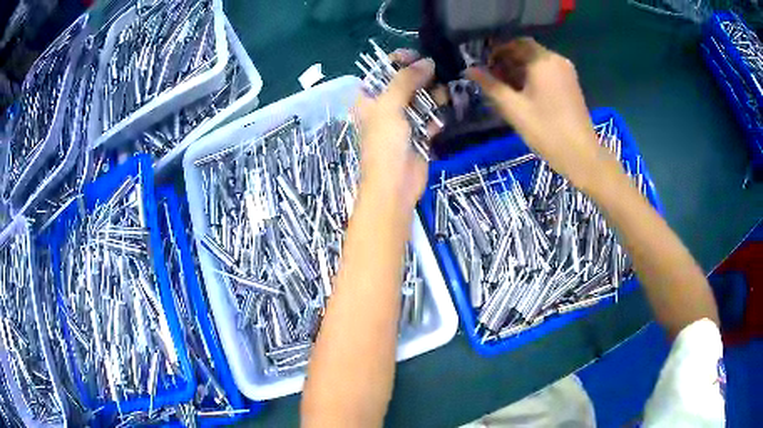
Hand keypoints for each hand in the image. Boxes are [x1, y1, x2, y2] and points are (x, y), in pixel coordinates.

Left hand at [355, 52, 435, 209]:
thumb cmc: (385, 143)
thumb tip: (427, 61)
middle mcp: (385, 106)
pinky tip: (450, 105)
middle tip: (441, 70)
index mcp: (370, 98)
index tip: (420, 56)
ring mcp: (403, 121)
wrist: (395, 185)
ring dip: (434, 93)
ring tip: (448, 88)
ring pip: (421, 99)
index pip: (383, 70)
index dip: (399, 60)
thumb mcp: (390, 106)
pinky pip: (431, 117)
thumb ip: (406, 80)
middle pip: (405, 83)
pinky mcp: (420, 134)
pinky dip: (439, 111)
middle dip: (422, 76)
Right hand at [467, 38, 615, 189]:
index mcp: (543, 60)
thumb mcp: (514, 108)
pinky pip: (547, 71)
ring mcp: (566, 72)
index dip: (496, 51)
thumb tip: (469, 70)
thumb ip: (490, 85)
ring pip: (537, 61)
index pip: (515, 43)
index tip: (484, 65)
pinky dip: (533, 76)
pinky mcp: (571, 84)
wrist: (581, 155)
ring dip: (519, 69)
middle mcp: (556, 60)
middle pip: (526, 51)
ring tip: (505, 87)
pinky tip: (523, 92)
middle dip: (507, 60)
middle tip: (492, 77)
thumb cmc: (546, 130)